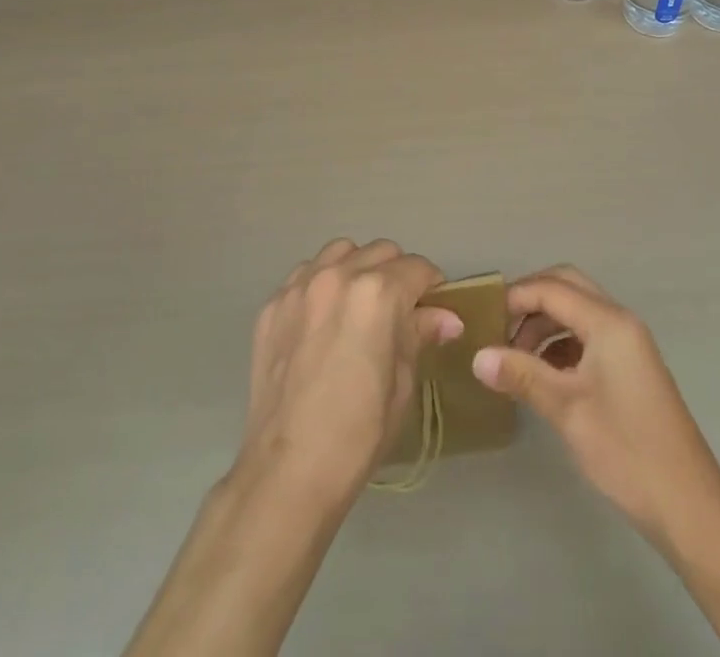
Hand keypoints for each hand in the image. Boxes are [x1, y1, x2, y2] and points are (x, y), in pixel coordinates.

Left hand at [232, 238, 462, 508]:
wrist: (289, 468)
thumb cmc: (359, 432)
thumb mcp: (402, 383)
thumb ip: (420, 335)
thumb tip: (447, 317)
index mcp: (378, 293)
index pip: (418, 268)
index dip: (432, 286)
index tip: (434, 308)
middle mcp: (339, 274)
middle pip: (381, 251)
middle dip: (397, 274)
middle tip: (399, 310)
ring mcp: (300, 285)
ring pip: (341, 252)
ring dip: (357, 269)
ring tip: (358, 307)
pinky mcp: (272, 303)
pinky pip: (305, 274)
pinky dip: (322, 284)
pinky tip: (322, 321)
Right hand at [472, 265, 719, 546]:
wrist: (691, 509)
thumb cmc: (626, 451)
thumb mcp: (567, 410)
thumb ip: (521, 375)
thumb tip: (476, 357)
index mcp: (609, 322)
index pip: (551, 288)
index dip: (514, 298)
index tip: (482, 321)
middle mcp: (620, 321)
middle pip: (567, 287)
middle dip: (530, 301)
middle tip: (499, 329)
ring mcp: (629, 344)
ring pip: (577, 311)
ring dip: (545, 324)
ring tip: (515, 359)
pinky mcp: (630, 367)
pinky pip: (589, 335)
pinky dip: (561, 343)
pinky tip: (543, 375)